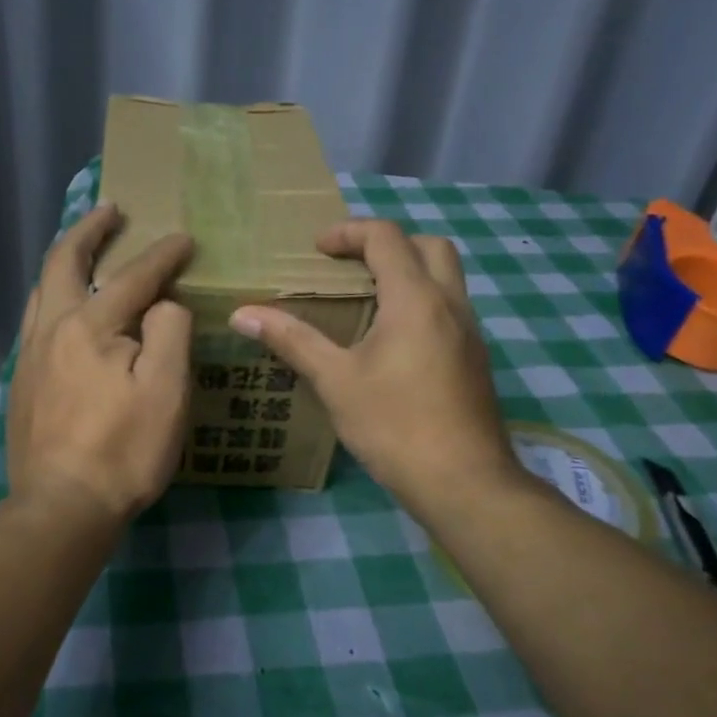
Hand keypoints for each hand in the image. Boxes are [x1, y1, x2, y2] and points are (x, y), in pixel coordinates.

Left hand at [7, 203, 194, 525]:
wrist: (62, 507)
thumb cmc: (123, 450)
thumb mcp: (166, 390)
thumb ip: (168, 332)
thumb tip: (161, 304)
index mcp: (88, 326)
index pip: (132, 278)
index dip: (162, 255)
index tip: (184, 239)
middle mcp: (50, 329)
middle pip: (63, 263)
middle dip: (89, 230)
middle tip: (110, 210)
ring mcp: (29, 357)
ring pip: (41, 291)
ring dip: (65, 262)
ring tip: (84, 251)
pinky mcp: (23, 383)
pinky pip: (36, 321)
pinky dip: (54, 297)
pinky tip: (66, 312)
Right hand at [228, 220, 527, 513]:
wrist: (464, 483)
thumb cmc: (395, 425)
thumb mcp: (335, 381)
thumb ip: (292, 340)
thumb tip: (242, 314)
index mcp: (416, 299)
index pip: (386, 237)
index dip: (348, 232)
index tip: (317, 250)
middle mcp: (451, 304)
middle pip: (429, 245)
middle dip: (388, 244)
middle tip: (350, 267)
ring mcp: (470, 332)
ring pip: (446, 277)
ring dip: (408, 273)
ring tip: (365, 301)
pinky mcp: (475, 358)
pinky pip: (449, 308)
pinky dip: (420, 302)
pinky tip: (391, 342)